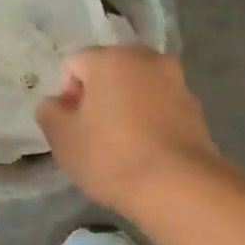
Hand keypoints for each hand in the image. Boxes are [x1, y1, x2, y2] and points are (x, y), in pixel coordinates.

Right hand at [36, 48, 222, 214]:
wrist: (178, 186)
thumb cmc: (111, 157)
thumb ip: (50, 112)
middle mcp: (146, 58)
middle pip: (110, 70)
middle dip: (99, 95)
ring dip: (126, 105)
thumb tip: (57, 103)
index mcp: (111, 58)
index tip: (73, 126)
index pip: (75, 64)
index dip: (67, 94)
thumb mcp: (63, 139)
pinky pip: (161, 103)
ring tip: (123, 144)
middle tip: (94, 134)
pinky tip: (147, 149)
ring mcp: (176, 80)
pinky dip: (150, 118)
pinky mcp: (195, 106)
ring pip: (138, 86)